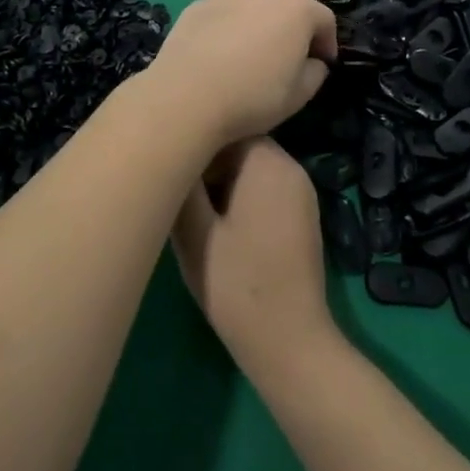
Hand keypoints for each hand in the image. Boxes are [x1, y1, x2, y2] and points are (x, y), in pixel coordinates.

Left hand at [141, 0, 337, 145]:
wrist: (187, 94)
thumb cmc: (253, 96)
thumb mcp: (299, 95)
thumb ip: (316, 73)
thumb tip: (313, 61)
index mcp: (298, 9)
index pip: (325, 19)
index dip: (328, 42)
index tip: (322, 64)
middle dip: (297, 17)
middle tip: (290, 48)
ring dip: (264, 15)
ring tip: (255, 46)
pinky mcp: (201, 2)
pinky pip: (228, 7)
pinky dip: (233, 21)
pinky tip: (223, 48)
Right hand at [172, 139, 336, 375]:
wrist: (291, 345)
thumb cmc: (238, 285)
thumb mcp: (194, 233)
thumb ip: (181, 184)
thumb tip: (167, 148)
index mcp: (267, 159)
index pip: (223, 125)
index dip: (192, 145)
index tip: (170, 168)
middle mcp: (290, 165)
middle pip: (237, 146)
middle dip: (206, 166)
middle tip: (178, 195)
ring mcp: (300, 190)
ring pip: (249, 168)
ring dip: (221, 184)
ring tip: (195, 214)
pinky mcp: (302, 215)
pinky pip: (264, 188)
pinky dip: (241, 198)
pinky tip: (221, 229)